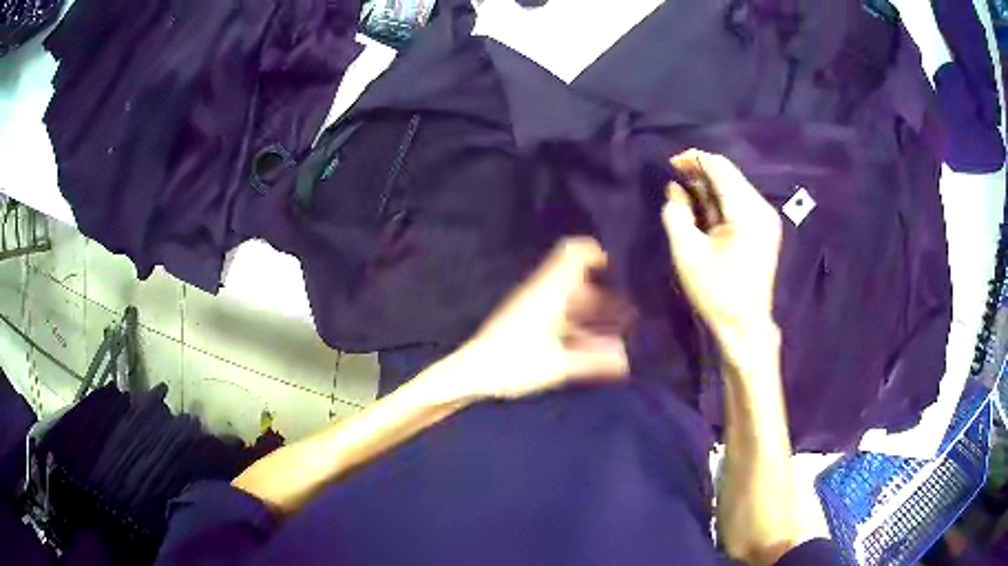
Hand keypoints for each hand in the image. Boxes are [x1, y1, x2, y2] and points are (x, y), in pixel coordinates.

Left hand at [444, 237, 633, 400]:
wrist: (471, 373)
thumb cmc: (514, 363)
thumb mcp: (558, 365)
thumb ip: (596, 362)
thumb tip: (627, 360)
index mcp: (550, 290)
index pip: (575, 252)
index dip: (599, 253)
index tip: (622, 269)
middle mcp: (543, 292)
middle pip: (580, 282)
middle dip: (607, 297)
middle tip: (632, 314)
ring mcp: (533, 306)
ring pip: (572, 302)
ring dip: (594, 315)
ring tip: (620, 336)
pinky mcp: (527, 322)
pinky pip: (560, 316)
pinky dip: (579, 327)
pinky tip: (594, 350)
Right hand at [662, 149, 782, 355]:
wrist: (745, 326)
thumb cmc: (716, 292)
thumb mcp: (687, 253)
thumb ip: (676, 214)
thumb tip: (675, 190)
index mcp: (746, 211)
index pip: (719, 167)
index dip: (693, 159)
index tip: (669, 165)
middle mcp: (762, 208)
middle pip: (729, 174)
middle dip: (700, 174)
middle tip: (676, 185)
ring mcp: (767, 219)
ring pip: (735, 187)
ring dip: (710, 188)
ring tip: (687, 200)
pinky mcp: (766, 230)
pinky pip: (741, 202)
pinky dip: (721, 201)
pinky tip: (706, 214)